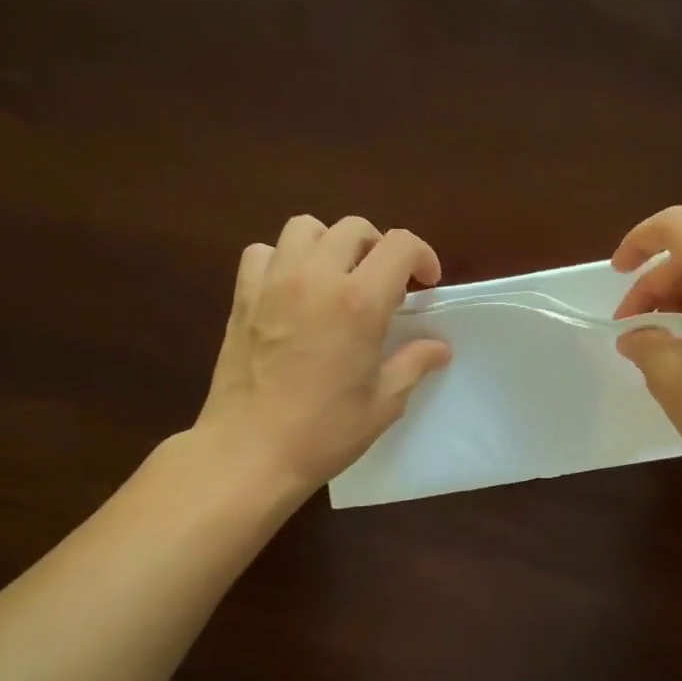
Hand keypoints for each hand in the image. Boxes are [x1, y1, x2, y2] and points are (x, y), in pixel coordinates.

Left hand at [195, 216, 451, 493]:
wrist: (248, 453)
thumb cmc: (323, 432)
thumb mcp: (383, 403)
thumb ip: (413, 364)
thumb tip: (438, 347)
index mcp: (359, 302)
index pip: (400, 245)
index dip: (422, 256)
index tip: (426, 284)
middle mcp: (316, 278)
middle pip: (354, 229)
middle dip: (379, 249)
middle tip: (384, 285)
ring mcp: (274, 283)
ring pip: (305, 228)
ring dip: (330, 245)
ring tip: (337, 278)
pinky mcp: (242, 297)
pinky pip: (262, 253)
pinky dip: (282, 259)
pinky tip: (292, 290)